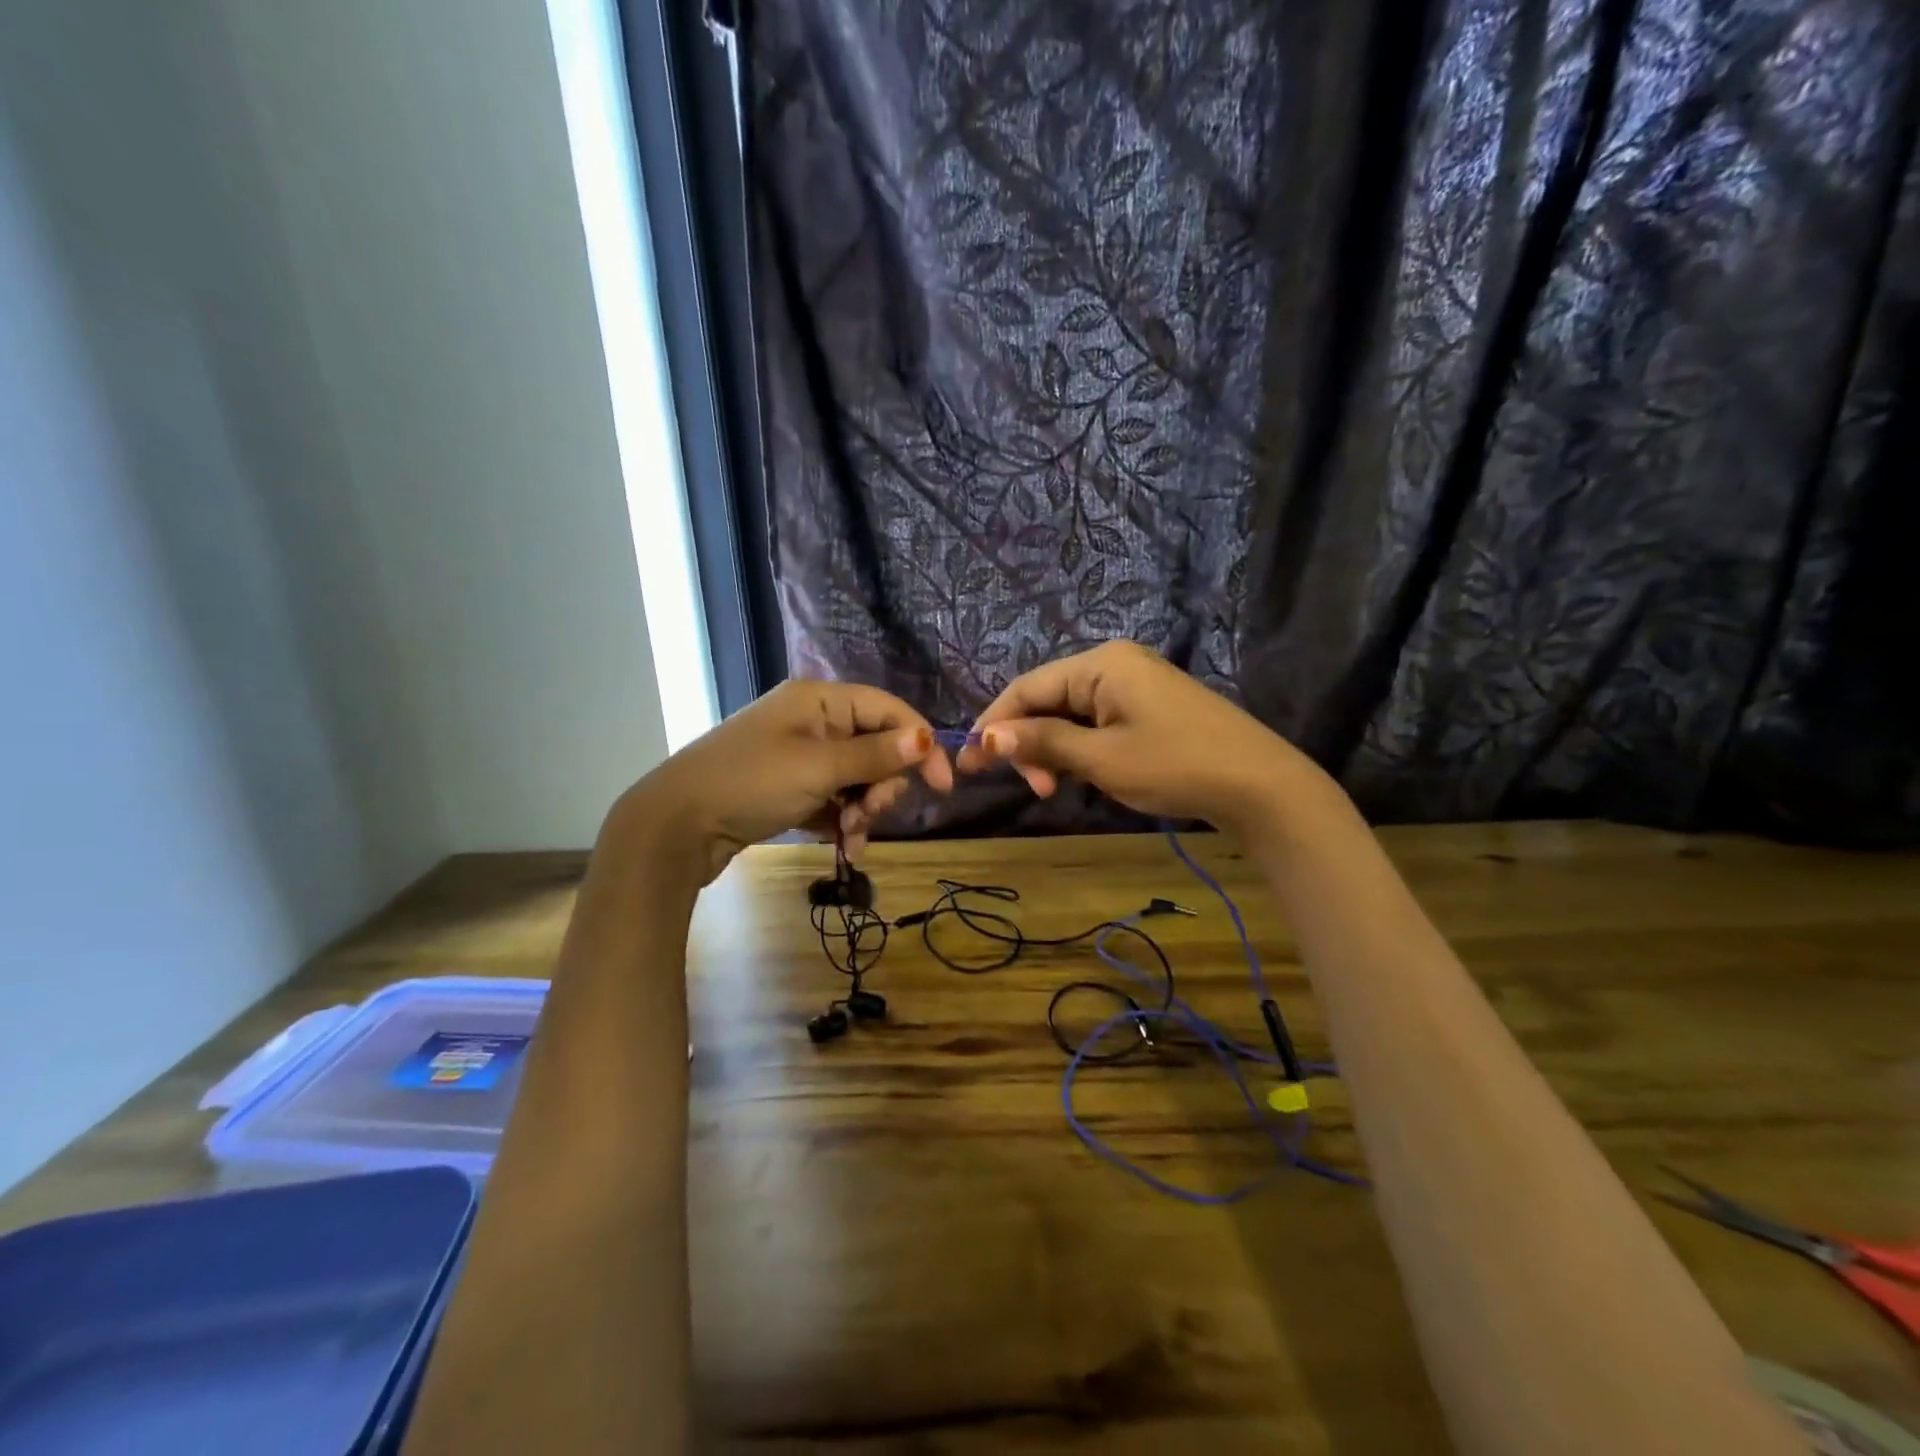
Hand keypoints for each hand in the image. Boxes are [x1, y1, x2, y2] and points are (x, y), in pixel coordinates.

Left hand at [620, 680, 953, 882]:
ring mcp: (799, 754)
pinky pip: (834, 797)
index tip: (944, 786)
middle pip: (875, 746)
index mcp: (819, 700)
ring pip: (857, 777)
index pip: (888, 710)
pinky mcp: (789, 785)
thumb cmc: (750, 784)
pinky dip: (843, 819)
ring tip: (853, 837)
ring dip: (865, 809)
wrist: (676, 825)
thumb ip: (874, 755)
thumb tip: (927, 738)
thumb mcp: (818, 769)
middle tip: (872, 814)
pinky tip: (844, 845)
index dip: (920, 744)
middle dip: (882, 785)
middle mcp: (812, 720)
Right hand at [958, 641, 1325, 834]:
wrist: (1260, 785)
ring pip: (1070, 714)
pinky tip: (1081, 776)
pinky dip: (1080, 748)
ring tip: (1056, 789)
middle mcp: (1114, 663)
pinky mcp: (1148, 707)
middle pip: (1047, 699)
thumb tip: (986, 737)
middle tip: (1034, 789)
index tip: (968, 763)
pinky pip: (1096, 722)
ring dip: (1053, 750)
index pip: (1026, 688)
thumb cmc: (1175, 766)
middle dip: (1028, 743)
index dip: (992, 724)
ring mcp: (1135, 684)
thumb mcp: (1102, 759)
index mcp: (1101, 664)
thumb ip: (1043, 743)